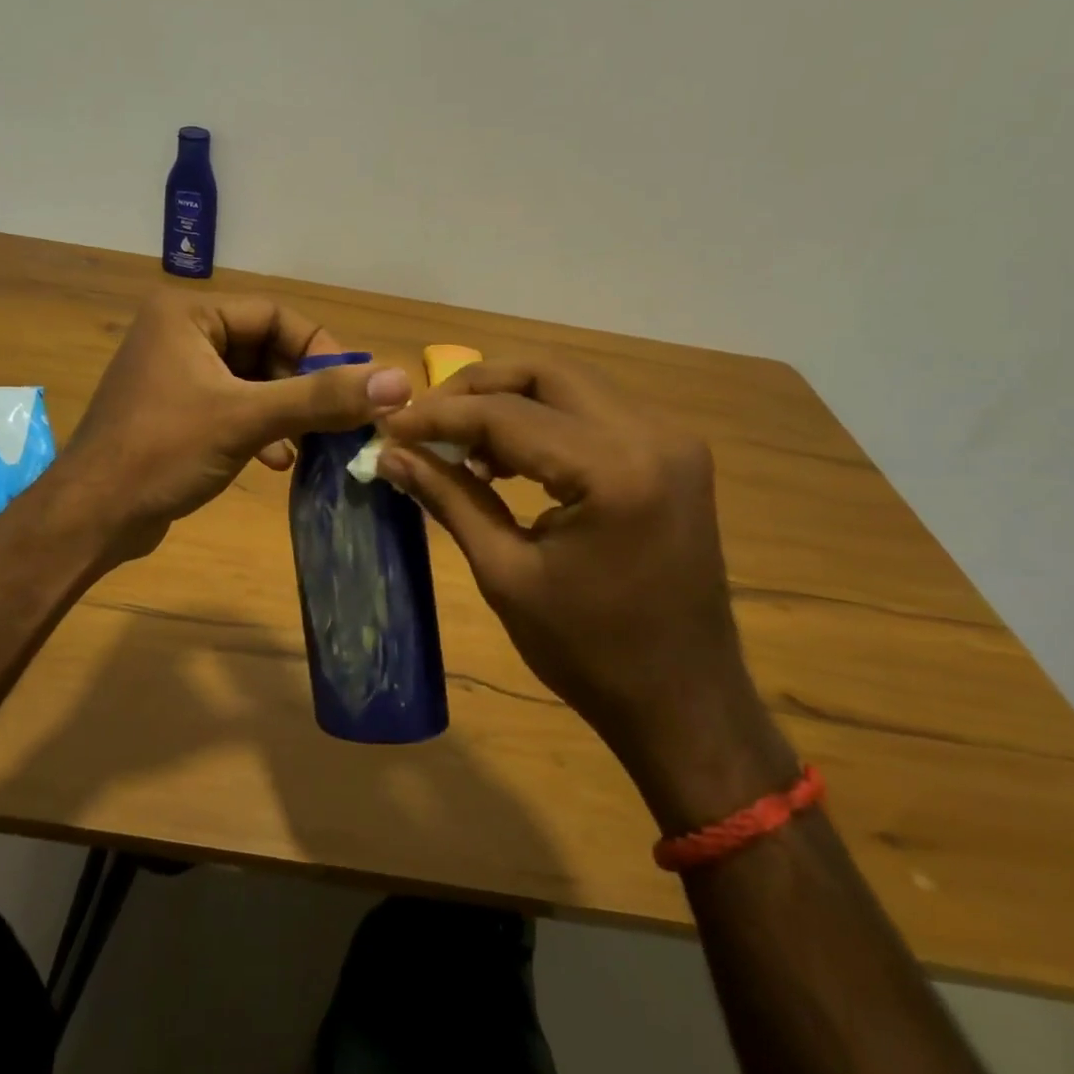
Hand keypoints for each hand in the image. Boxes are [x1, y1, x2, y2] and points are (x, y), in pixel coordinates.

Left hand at [59, 291, 410, 562]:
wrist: (92, 517)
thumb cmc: (163, 452)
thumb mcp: (246, 419)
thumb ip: (321, 399)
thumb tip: (400, 381)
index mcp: (188, 314)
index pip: (275, 315)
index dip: (320, 350)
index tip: (355, 388)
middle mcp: (179, 333)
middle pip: (265, 349)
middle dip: (302, 388)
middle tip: (339, 420)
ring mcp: (175, 373)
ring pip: (252, 381)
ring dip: (285, 412)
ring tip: (311, 445)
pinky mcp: (175, 410)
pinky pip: (233, 407)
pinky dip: (260, 429)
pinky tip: (277, 461)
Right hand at [376, 357, 796, 833]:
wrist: (684, 700)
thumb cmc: (588, 652)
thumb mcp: (505, 574)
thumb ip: (449, 498)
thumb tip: (390, 454)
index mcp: (613, 471)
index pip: (506, 414)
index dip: (439, 416)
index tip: (389, 426)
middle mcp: (651, 434)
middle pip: (545, 373)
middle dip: (475, 389)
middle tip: (425, 420)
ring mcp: (670, 439)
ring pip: (571, 384)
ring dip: (509, 400)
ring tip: (459, 442)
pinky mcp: (672, 454)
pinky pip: (595, 411)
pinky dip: (544, 419)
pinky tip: (507, 456)